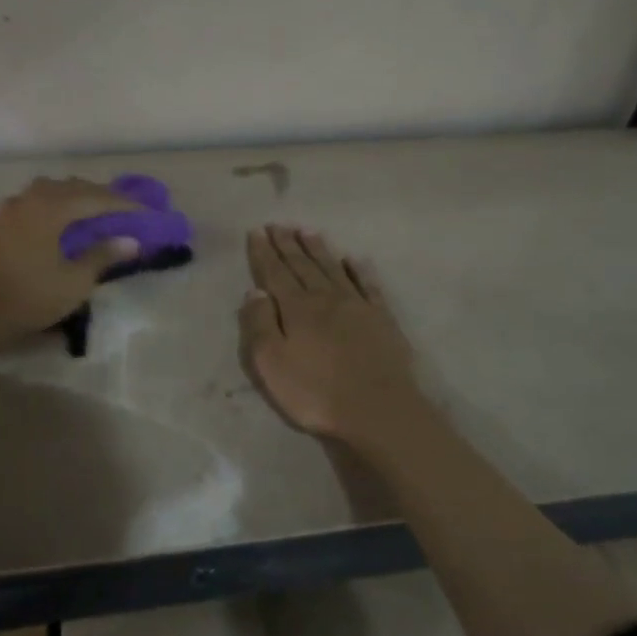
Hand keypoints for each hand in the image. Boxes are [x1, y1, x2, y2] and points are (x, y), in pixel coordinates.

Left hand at [0, 178, 142, 349]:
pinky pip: (34, 202)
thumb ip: (102, 256)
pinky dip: (54, 206)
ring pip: (49, 191)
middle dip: (99, 196)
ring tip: (92, 212)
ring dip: (74, 197)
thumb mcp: (74, 282)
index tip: (146, 213)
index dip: (123, 205)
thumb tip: (130, 241)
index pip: (96, 197)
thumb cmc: (28, 298)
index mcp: (51, 207)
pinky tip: (59, 222)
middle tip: (123, 210)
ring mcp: (9, 209)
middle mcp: (29, 198)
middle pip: (72, 187)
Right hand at [238, 225, 422, 445]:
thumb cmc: (316, 393)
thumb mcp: (271, 364)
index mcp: (296, 308)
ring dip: (318, 249)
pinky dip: (358, 270)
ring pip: (332, 269)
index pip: (275, 273)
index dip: (264, 252)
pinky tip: (353, 260)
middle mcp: (325, 298)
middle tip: (278, 224)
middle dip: (288, 244)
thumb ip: (259, 325)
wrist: (379, 410)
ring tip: (307, 231)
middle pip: (302, 265)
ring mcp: (357, 306)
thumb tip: (255, 291)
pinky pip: (367, 285)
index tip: (257, 231)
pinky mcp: (382, 319)